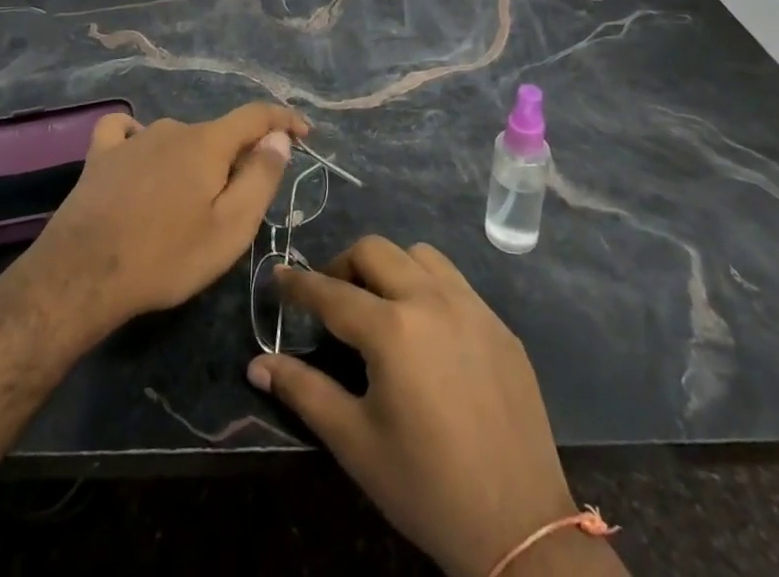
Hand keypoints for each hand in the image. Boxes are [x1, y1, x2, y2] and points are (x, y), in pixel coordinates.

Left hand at [21, 102, 309, 339]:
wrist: (82, 275)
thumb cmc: (165, 256)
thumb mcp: (229, 228)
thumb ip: (260, 178)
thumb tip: (278, 138)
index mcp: (208, 143)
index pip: (256, 116)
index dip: (283, 120)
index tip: (304, 132)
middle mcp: (173, 128)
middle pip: (216, 135)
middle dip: (235, 159)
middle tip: (235, 206)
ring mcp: (133, 139)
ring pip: (177, 139)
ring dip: (192, 160)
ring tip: (186, 204)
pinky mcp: (100, 155)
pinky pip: (126, 132)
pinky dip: (141, 140)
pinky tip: (138, 157)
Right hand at [248, 237, 627, 576]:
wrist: (521, 527)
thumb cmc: (426, 487)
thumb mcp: (355, 443)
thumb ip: (304, 391)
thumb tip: (257, 364)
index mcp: (392, 329)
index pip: (331, 292)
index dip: (299, 283)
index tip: (278, 275)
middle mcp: (431, 300)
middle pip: (375, 250)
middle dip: (344, 265)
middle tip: (332, 298)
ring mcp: (472, 307)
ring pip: (419, 255)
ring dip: (391, 267)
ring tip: (380, 306)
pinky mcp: (499, 324)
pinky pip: (455, 282)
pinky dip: (428, 287)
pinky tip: (427, 330)